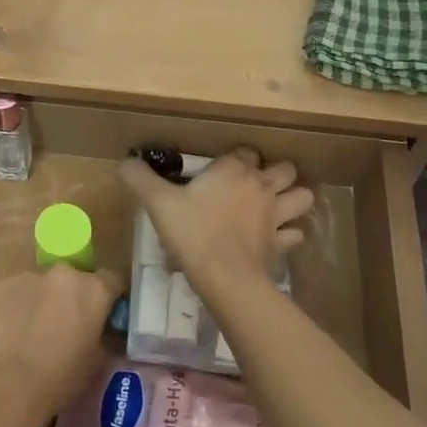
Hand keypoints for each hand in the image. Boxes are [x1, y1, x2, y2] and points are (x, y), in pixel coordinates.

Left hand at [0, 264, 124, 425]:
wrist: (5, 386)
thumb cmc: (58, 380)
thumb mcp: (95, 363)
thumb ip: (100, 336)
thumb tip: (95, 332)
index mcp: (92, 290)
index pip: (111, 281)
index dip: (108, 298)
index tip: (102, 315)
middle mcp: (61, 274)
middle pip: (70, 281)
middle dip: (68, 299)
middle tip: (61, 327)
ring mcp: (25, 277)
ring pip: (37, 286)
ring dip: (37, 303)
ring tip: (26, 335)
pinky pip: (9, 295)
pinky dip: (10, 309)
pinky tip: (3, 336)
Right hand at [118, 147, 313, 292]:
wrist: (223, 276)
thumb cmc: (191, 231)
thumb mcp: (158, 201)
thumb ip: (139, 178)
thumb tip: (124, 162)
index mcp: (234, 170)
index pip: (246, 151)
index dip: (237, 158)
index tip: (221, 169)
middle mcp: (261, 186)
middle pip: (285, 169)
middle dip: (277, 173)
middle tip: (256, 184)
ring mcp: (276, 216)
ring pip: (302, 198)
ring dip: (293, 199)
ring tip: (277, 206)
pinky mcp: (280, 244)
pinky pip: (295, 234)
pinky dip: (289, 234)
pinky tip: (275, 238)